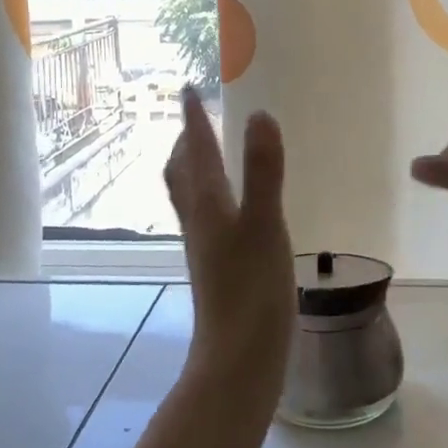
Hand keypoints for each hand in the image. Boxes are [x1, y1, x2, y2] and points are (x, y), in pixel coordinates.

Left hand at [165, 89, 295, 398]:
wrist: (239, 358)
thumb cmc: (252, 290)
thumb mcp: (264, 225)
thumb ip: (263, 172)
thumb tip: (258, 115)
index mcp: (208, 206)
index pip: (198, 152)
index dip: (194, 119)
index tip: (189, 89)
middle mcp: (200, 222)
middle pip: (182, 174)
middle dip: (188, 143)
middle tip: (196, 120)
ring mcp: (207, 248)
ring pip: (192, 198)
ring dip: (196, 169)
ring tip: (209, 155)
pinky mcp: (219, 268)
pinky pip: (209, 218)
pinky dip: (214, 197)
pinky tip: (233, 210)